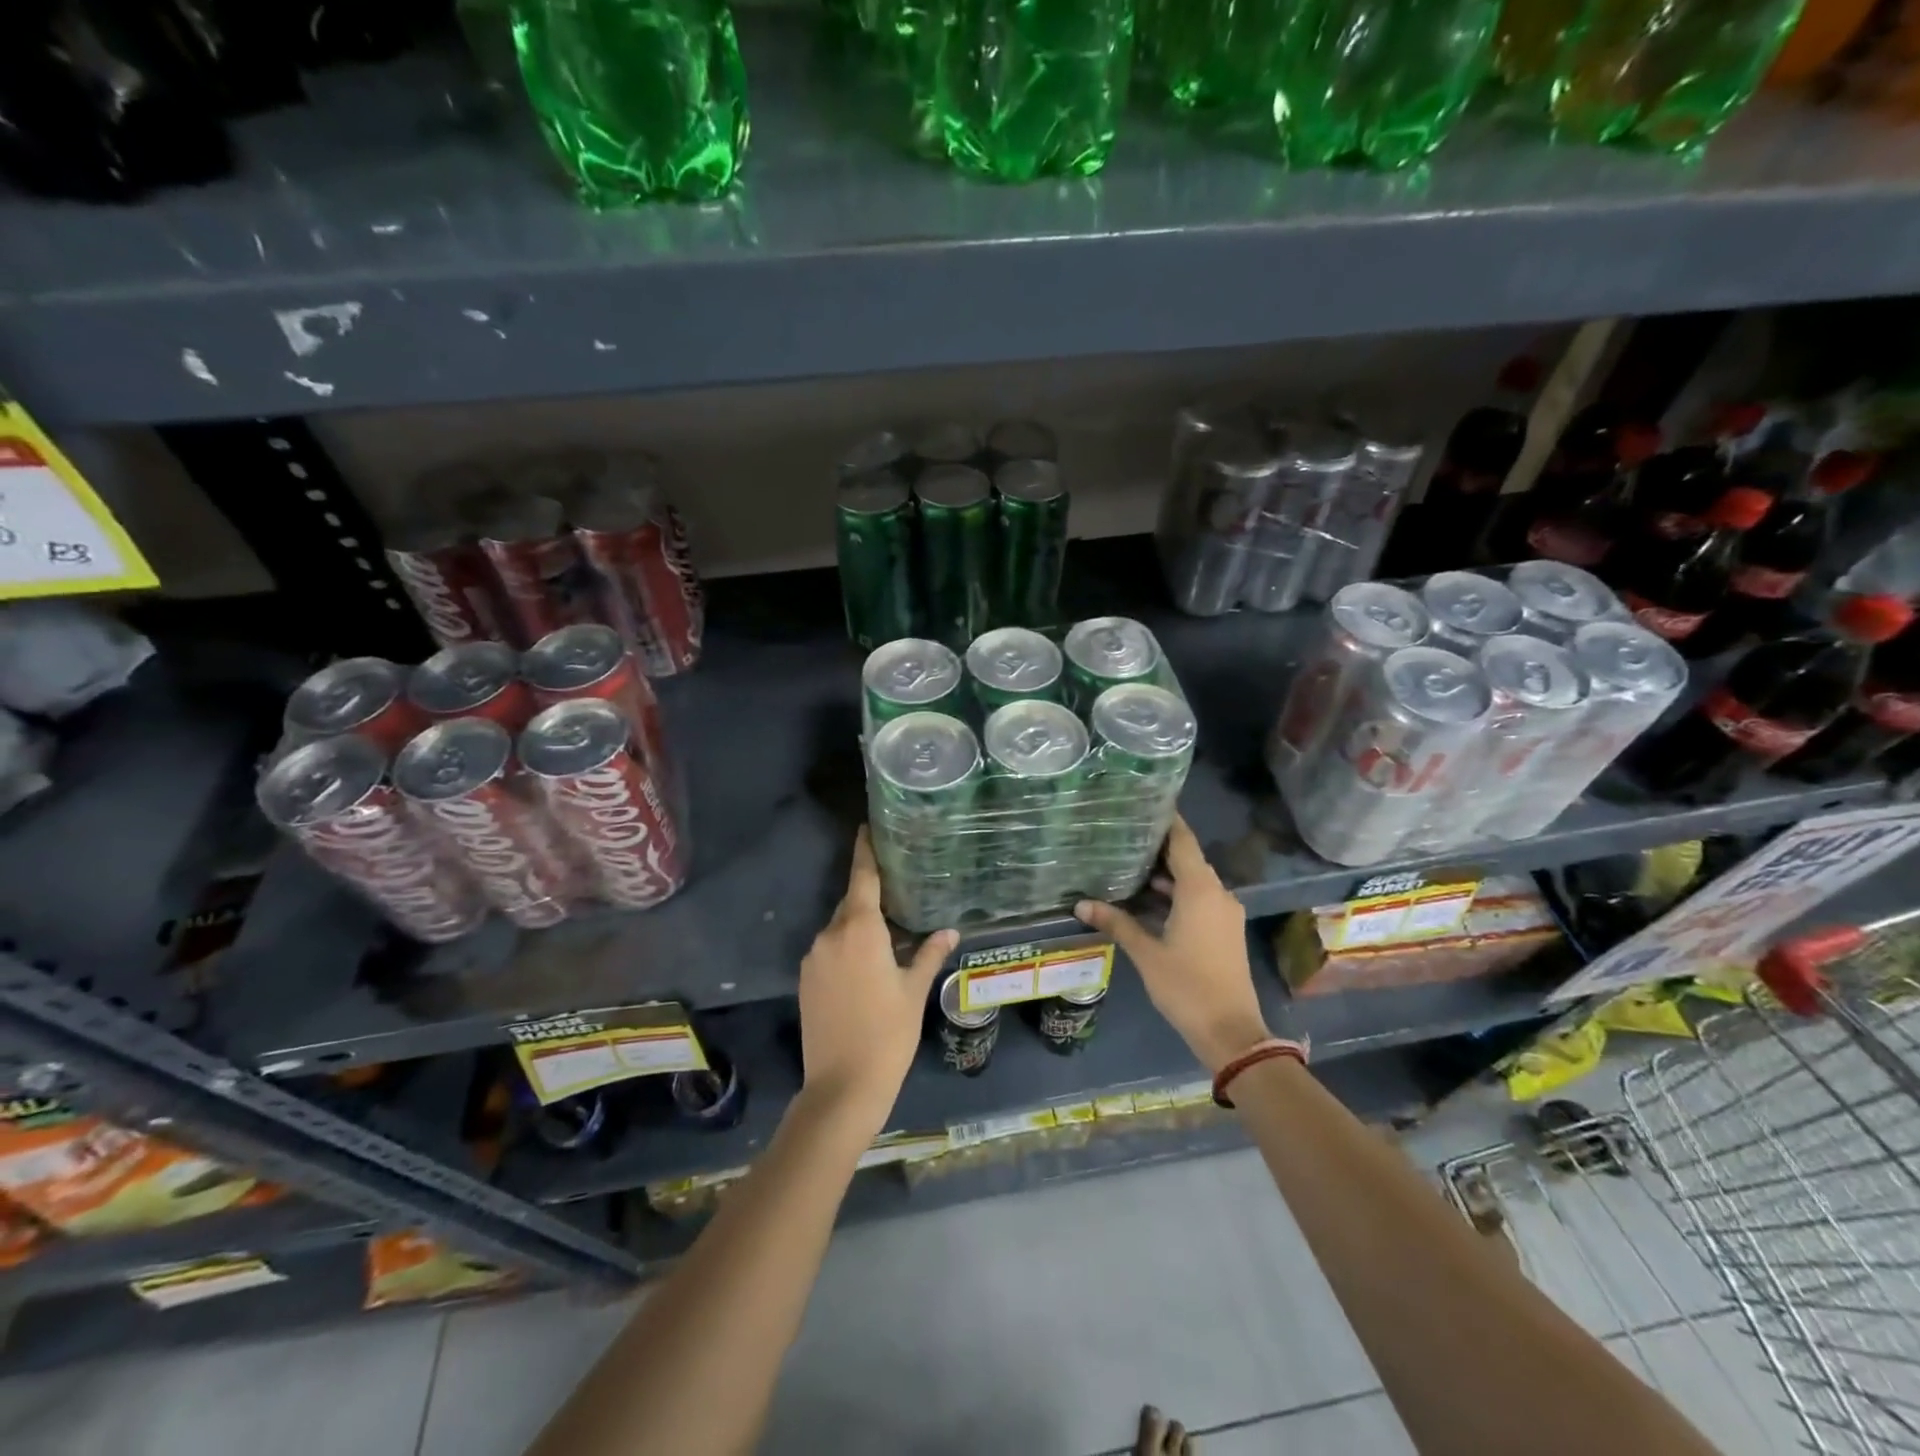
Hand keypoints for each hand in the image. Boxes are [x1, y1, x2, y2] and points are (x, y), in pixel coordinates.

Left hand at [797, 828, 956, 1135]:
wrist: (841, 1087)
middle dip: (871, 893)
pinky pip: (829, 948)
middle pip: (851, 901)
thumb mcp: (914, 992)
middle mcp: (830, 935)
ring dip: (860, 924)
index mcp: (859, 930)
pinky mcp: (805, 979)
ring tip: (888, 932)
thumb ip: (929, 954)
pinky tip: (866, 963)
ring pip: (840, 927)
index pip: (863, 877)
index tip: (867, 827)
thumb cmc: (888, 1034)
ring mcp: (813, 957)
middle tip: (897, 887)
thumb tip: (950, 931)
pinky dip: (846, 945)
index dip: (865, 850)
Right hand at [1076, 816, 1268, 1072]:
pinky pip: (1199, 899)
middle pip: (1187, 859)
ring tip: (1128, 865)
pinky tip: (1148, 899)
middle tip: (1124, 834)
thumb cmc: (1187, 986)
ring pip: (1193, 881)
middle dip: (1158, 848)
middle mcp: (1217, 893)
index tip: (1145, 803)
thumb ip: (1116, 923)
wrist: (1231, 1031)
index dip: (1167, 820)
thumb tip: (1081, 904)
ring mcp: (1224, 913)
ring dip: (1165, 875)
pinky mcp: (1224, 930)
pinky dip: (1176, 894)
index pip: (1183, 841)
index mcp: (1200, 890)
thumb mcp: (1146, 953)